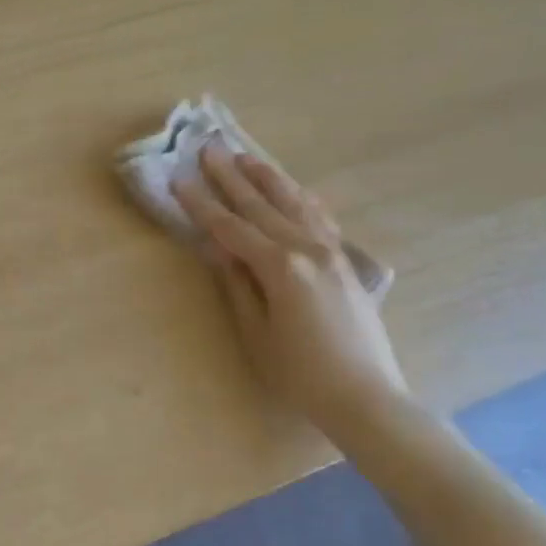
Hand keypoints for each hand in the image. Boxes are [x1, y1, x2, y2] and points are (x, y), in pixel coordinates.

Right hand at [171, 143, 409, 429]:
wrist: (366, 397)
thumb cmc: (301, 374)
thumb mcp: (256, 333)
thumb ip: (237, 285)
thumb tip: (219, 249)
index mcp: (280, 267)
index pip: (231, 227)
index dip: (201, 204)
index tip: (179, 179)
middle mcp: (307, 249)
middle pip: (262, 205)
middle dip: (231, 177)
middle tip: (209, 148)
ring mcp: (332, 252)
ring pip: (295, 203)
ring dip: (268, 178)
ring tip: (246, 157)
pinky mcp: (346, 262)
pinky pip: (321, 218)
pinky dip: (302, 199)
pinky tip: (295, 190)